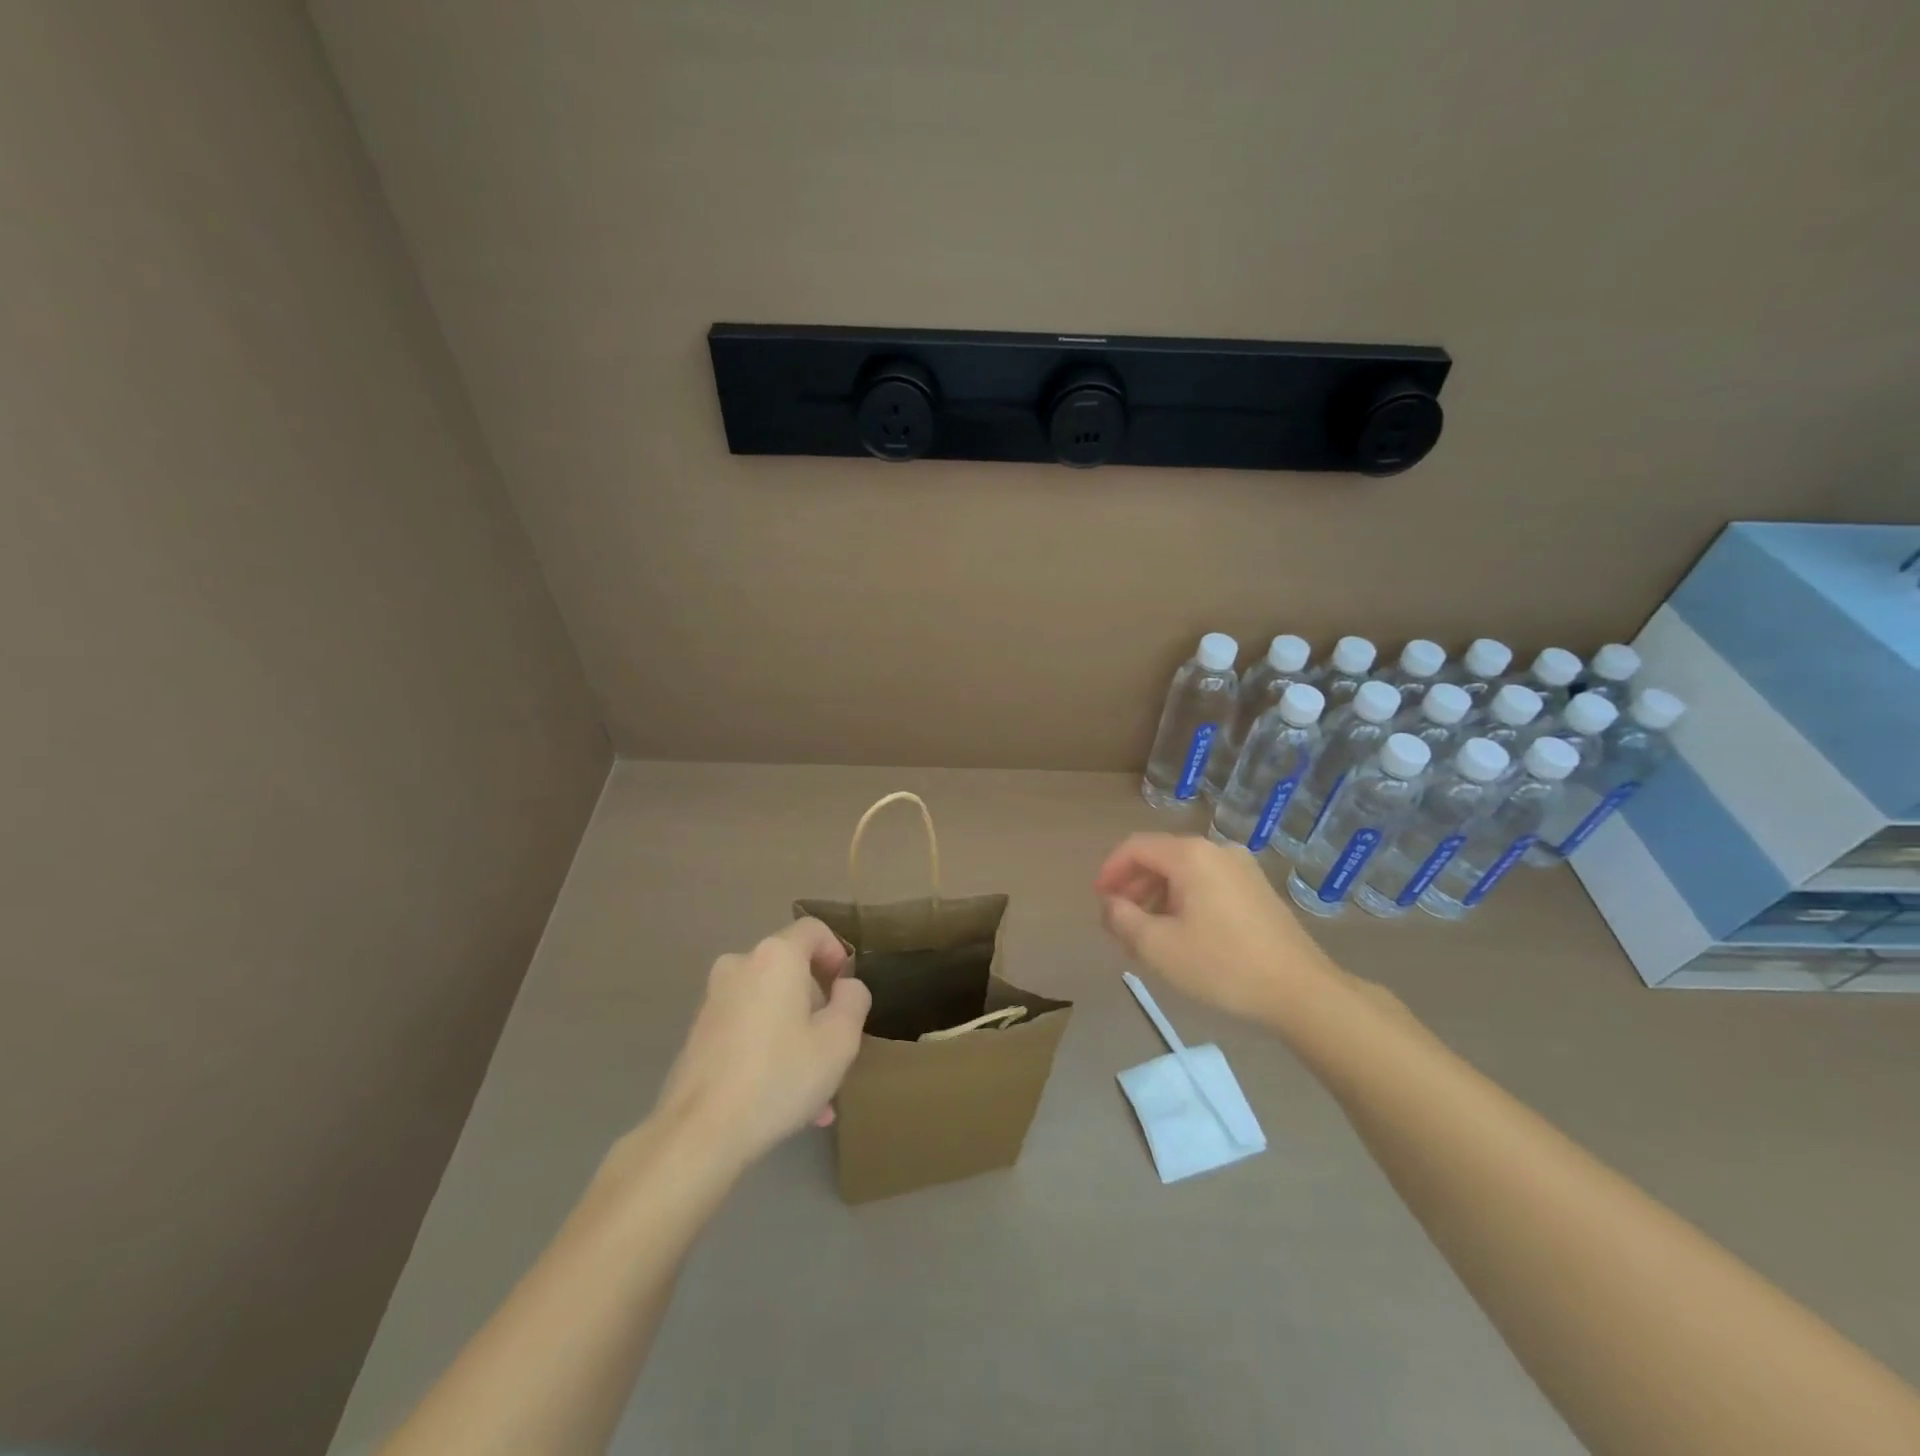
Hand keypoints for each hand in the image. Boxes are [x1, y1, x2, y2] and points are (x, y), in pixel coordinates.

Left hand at [653, 919, 871, 1170]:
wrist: (699, 1133)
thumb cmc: (779, 1076)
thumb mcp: (840, 1040)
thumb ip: (853, 1001)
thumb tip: (846, 987)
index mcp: (775, 957)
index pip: (814, 930)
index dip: (838, 953)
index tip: (847, 992)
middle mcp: (740, 965)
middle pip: (791, 969)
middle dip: (817, 1004)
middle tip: (834, 1046)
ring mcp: (714, 999)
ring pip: (770, 1005)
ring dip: (795, 1034)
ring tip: (815, 1089)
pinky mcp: (699, 1033)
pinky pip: (747, 1029)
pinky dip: (768, 1049)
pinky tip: (782, 1098)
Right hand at [1094, 833, 1334, 1021]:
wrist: (1301, 991)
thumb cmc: (1222, 965)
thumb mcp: (1158, 947)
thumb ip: (1123, 919)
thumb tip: (1110, 905)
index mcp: (1191, 855)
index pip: (1136, 847)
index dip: (1110, 871)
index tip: (1098, 900)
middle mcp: (1217, 850)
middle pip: (1161, 858)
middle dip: (1133, 887)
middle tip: (1118, 922)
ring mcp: (1242, 868)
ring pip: (1184, 873)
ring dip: (1157, 897)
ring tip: (1146, 934)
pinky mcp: (1257, 889)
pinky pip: (1207, 884)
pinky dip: (1184, 901)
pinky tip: (1182, 935)